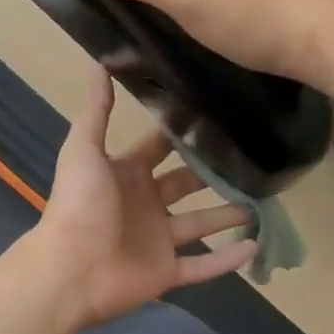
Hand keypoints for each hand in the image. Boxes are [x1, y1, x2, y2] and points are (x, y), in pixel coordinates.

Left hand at [26, 67, 257, 332]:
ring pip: (201, 224)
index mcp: (127, 173)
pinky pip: (203, 266)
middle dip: (214, 172)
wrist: (70, 270)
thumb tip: (100, 62)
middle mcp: (146, 203)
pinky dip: (228, 260)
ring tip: (263, 200)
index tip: (217, 114)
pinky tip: (257, 245)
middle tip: (252, 156)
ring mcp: (158, 239)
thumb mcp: (84, 150)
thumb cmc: (78, 205)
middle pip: (186, 183)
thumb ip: (96, 110)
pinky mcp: (167, 271)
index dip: (182, 133)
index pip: (160, 147)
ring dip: (229, 214)